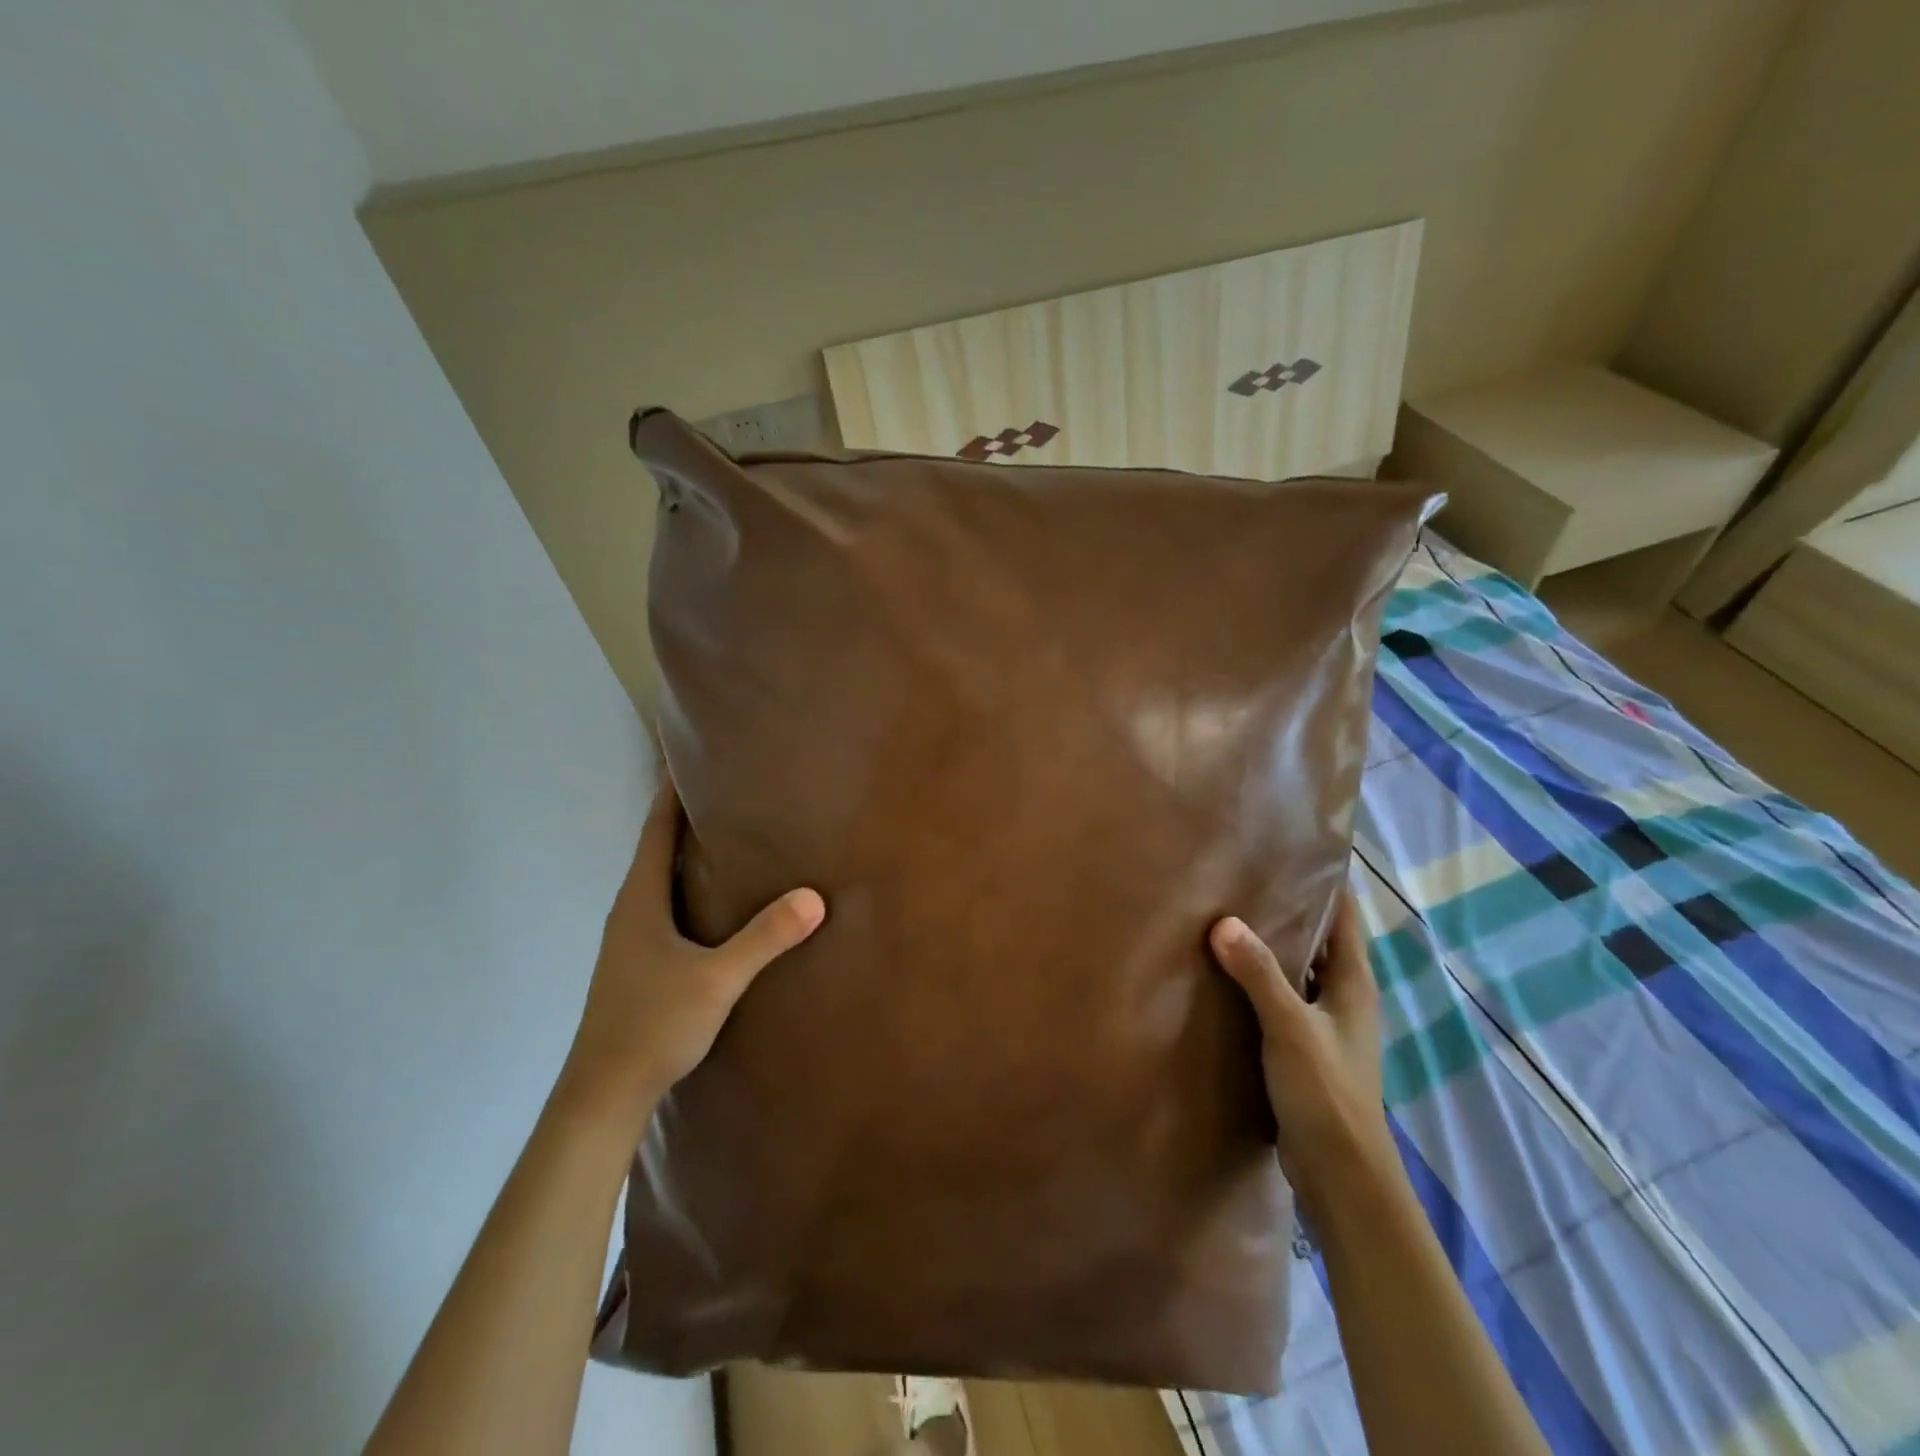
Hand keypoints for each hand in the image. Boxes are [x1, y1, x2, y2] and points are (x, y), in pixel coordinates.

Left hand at [559, 774, 825, 1124]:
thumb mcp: (717, 980)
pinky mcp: (638, 962)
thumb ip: (764, 938)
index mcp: (639, 900)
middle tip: (730, 792)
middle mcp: (629, 911)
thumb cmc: (652, 1025)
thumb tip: (814, 897)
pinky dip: (688, 887)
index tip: (692, 758)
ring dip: (687, 854)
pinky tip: (717, 900)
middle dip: (687, 817)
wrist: (604, 1094)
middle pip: (657, 849)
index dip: (672, 793)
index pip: (656, 831)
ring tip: (731, 837)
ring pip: (661, 880)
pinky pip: (665, 906)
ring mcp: (630, 939)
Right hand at [1209, 892, 1393, 1207]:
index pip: (1344, 915)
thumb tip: (1223, 922)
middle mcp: (1344, 996)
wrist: (1342, 1175)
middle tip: (1243, 875)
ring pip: (1297, 969)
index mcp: (1353, 982)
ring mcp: (1325, 1023)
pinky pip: (1282, 997)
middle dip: (1287, 907)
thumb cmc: (1327, 1093)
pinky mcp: (1305, 1047)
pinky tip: (1225, 974)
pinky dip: (1260, 980)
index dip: (1325, 881)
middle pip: (1318, 938)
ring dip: (1271, 945)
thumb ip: (1259, 975)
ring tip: (1227, 914)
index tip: (1291, 849)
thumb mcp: (1291, 1028)